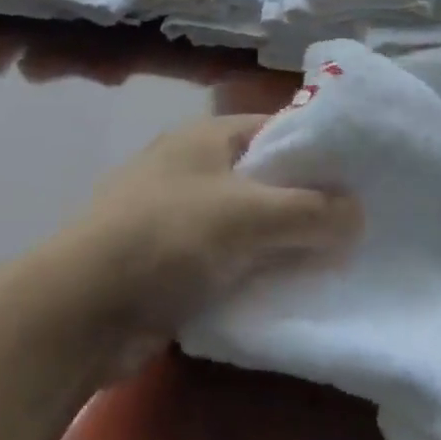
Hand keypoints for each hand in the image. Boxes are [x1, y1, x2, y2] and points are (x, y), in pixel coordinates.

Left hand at [65, 115, 361, 345]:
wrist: (80, 309)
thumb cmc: (167, 237)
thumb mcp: (248, 215)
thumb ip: (310, 211)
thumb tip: (358, 212)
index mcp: (208, 137)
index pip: (278, 130)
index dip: (319, 152)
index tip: (360, 181)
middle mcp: (194, 168)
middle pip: (265, 179)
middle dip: (305, 204)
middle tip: (354, 229)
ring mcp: (179, 216)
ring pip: (248, 224)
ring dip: (282, 243)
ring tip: (331, 264)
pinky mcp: (170, 262)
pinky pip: (227, 260)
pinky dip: (254, 272)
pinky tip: (286, 292)